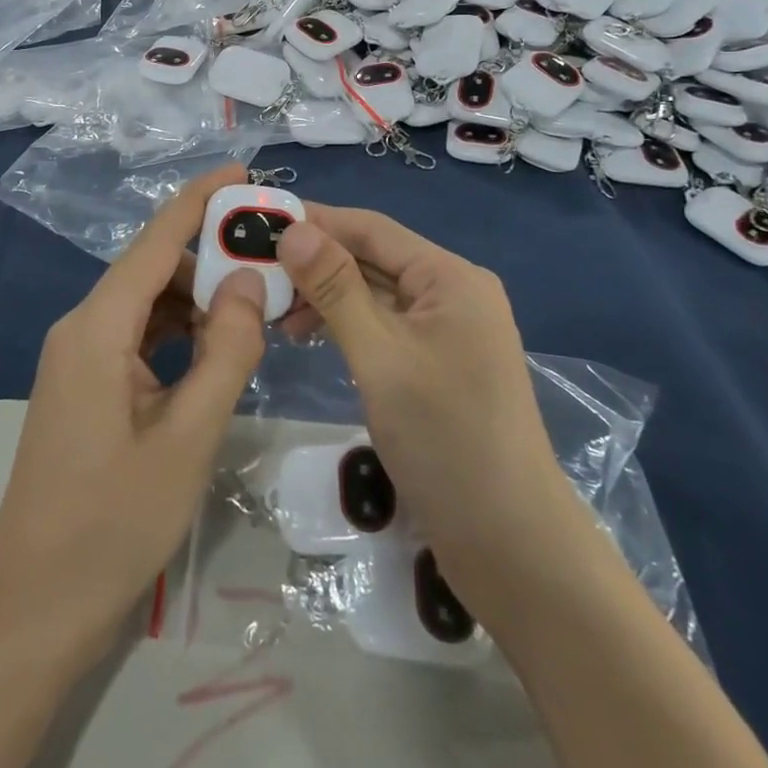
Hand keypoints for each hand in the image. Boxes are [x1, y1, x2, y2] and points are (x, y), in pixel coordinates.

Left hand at [0, 163, 266, 653]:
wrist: (35, 607)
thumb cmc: (113, 522)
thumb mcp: (188, 435)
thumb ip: (226, 350)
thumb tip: (249, 279)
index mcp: (98, 327)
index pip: (155, 240)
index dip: (199, 200)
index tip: (243, 172)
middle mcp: (82, 328)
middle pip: (153, 269)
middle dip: (211, 258)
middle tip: (273, 264)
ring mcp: (80, 359)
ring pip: (148, 305)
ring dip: (199, 301)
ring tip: (256, 308)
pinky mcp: (86, 386)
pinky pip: (139, 337)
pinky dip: (179, 333)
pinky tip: (217, 350)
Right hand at [274, 206, 571, 625]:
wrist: (512, 546)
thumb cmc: (445, 440)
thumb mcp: (380, 356)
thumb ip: (335, 288)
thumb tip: (292, 229)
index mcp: (450, 277)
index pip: (372, 229)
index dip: (316, 221)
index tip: (259, 223)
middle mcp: (452, 293)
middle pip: (373, 259)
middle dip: (316, 263)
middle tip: (256, 275)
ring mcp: (447, 333)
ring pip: (376, 295)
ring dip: (327, 297)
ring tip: (276, 314)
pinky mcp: (438, 367)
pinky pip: (384, 327)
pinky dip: (347, 326)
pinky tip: (311, 337)